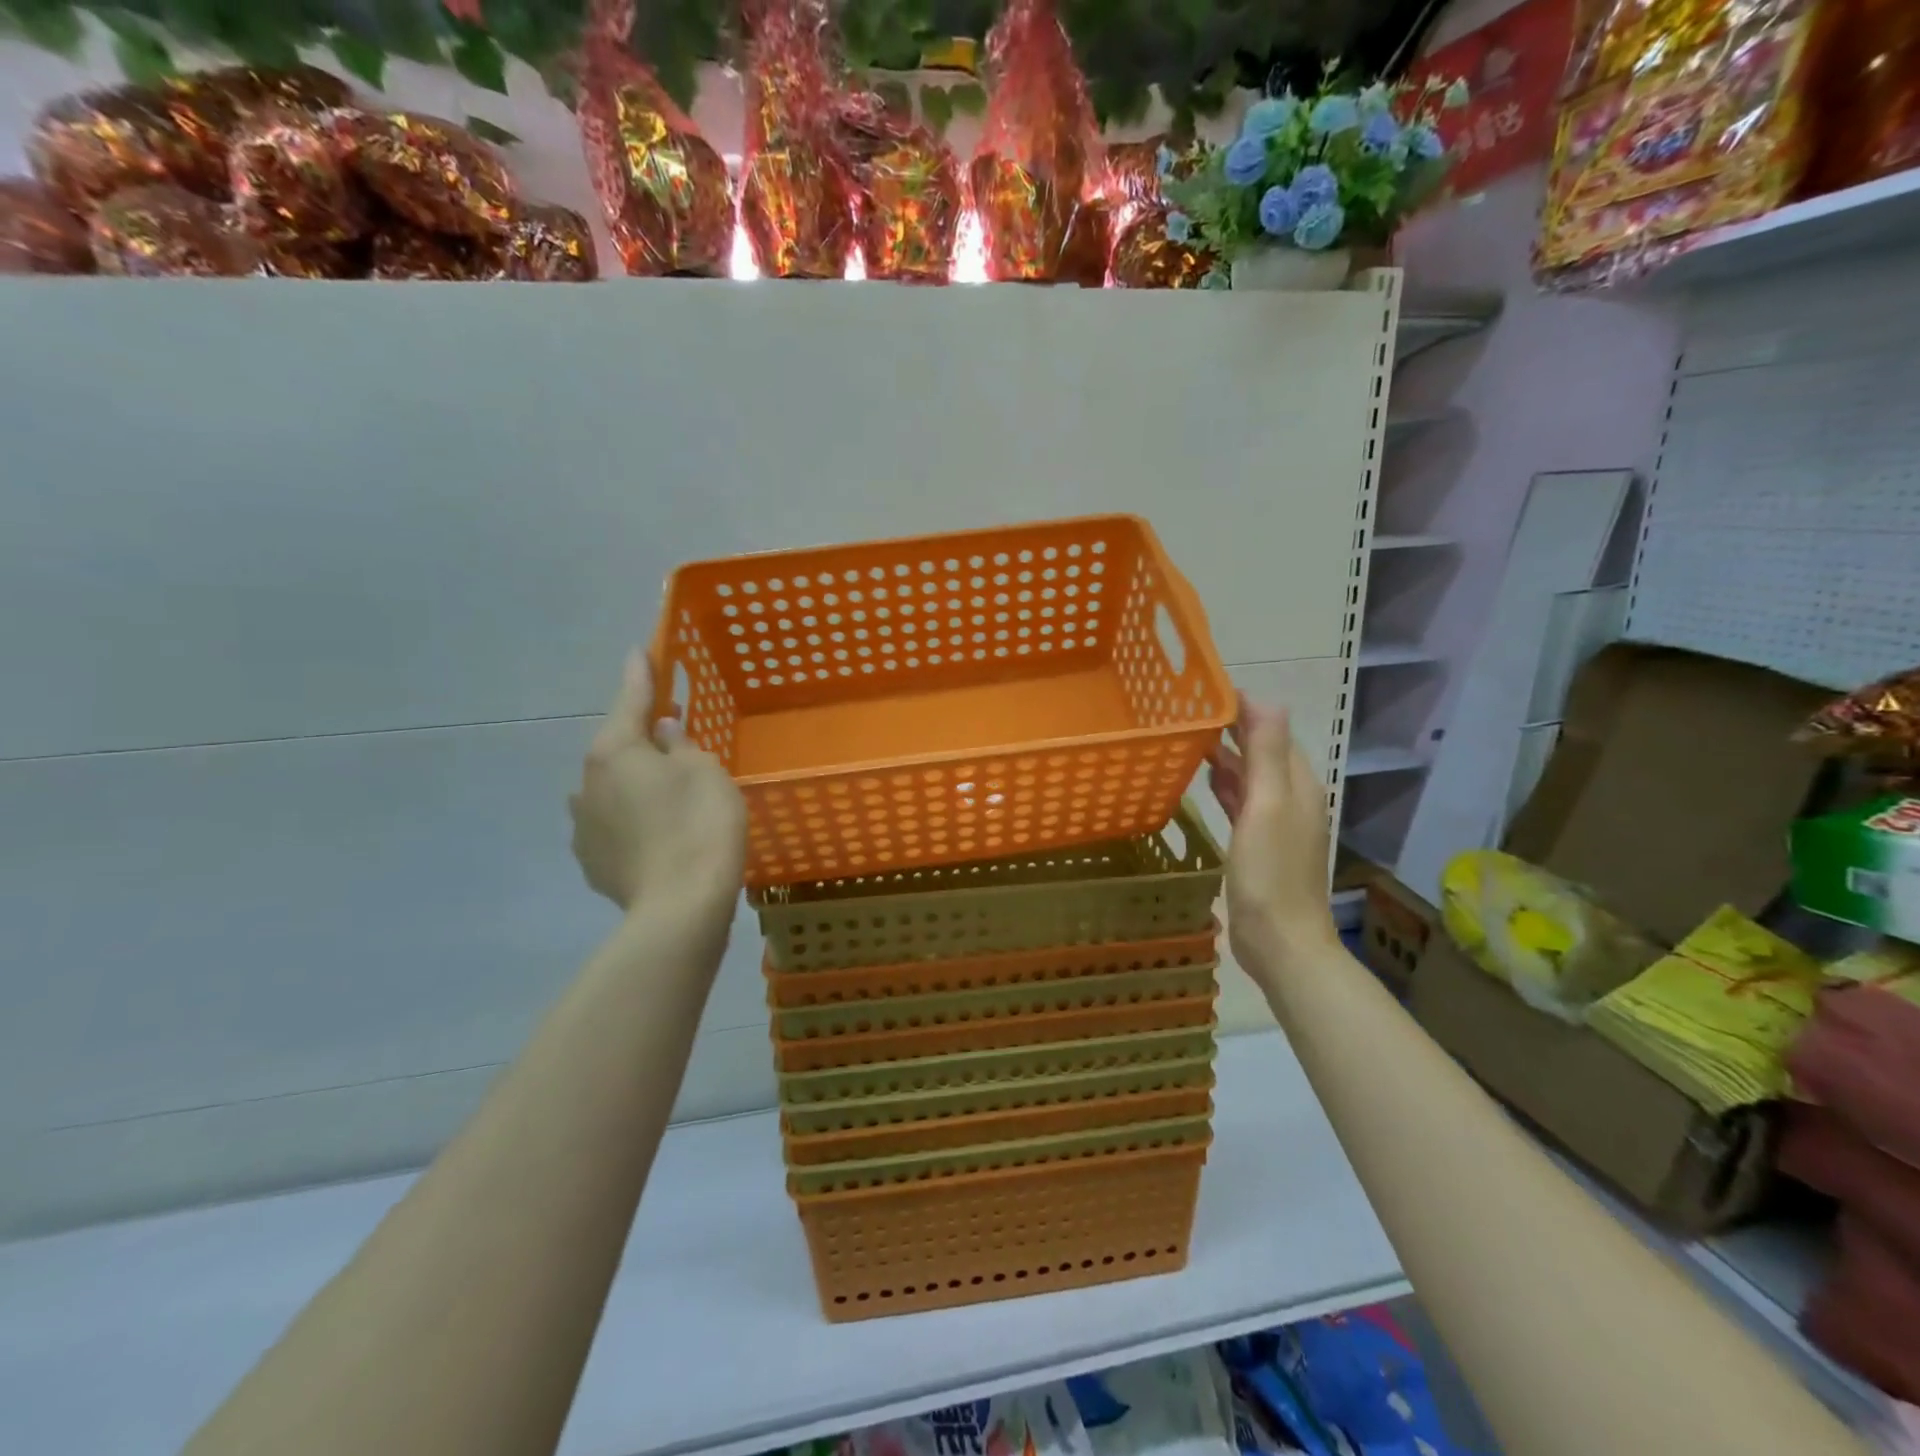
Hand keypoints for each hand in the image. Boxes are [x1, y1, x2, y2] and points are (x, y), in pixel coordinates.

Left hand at [569, 650, 746, 916]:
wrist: (681, 907)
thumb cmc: (700, 825)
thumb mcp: (705, 772)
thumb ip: (680, 745)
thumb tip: (661, 731)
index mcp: (615, 750)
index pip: (630, 699)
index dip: (640, 673)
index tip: (638, 650)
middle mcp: (587, 782)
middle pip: (617, 748)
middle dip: (641, 740)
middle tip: (673, 738)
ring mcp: (583, 825)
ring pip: (611, 790)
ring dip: (633, 785)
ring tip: (666, 799)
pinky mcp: (591, 861)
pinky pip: (612, 826)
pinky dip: (631, 822)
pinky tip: (654, 836)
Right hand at [1207, 697, 1339, 977]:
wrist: (1280, 941)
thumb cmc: (1270, 873)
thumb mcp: (1266, 806)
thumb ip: (1266, 753)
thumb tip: (1264, 699)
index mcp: (1296, 784)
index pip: (1272, 730)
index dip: (1244, 708)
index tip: (1205, 692)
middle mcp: (1290, 797)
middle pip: (1263, 751)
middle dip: (1233, 728)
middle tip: (1189, 710)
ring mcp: (1275, 823)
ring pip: (1252, 776)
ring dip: (1228, 756)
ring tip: (1192, 737)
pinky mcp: (1259, 844)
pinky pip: (1243, 802)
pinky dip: (1227, 786)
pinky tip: (1207, 780)